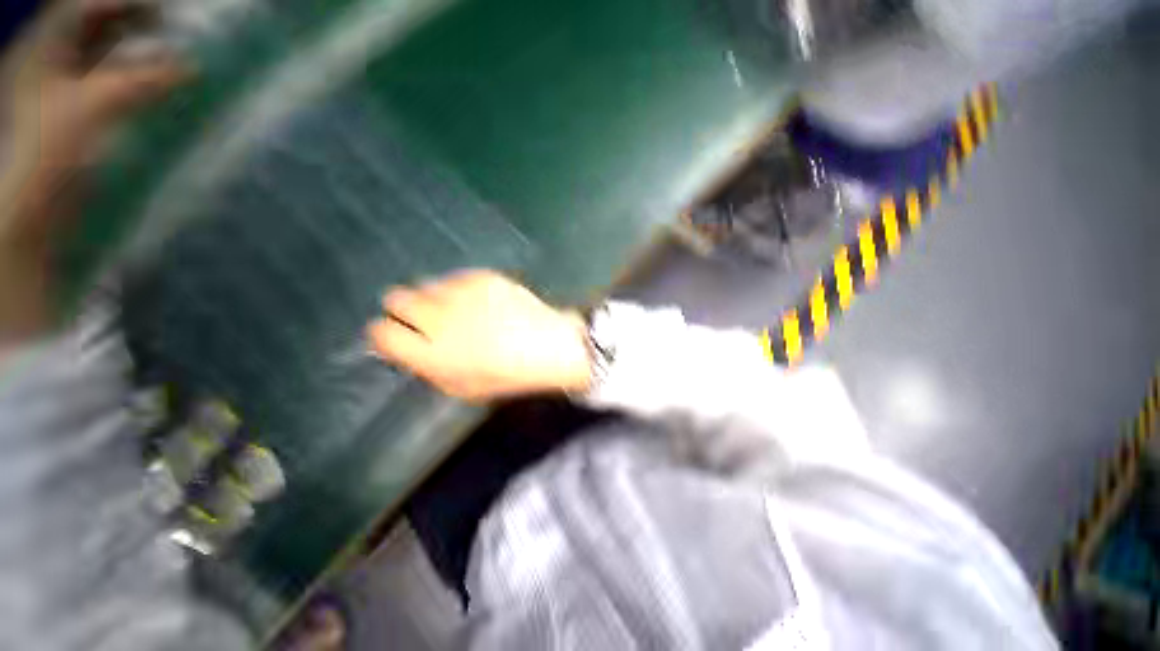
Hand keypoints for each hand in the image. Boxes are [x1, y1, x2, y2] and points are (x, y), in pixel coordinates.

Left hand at [0, 0, 186, 342]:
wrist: (32, 212)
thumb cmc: (50, 156)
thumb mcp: (93, 108)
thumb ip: (141, 80)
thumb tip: (190, 67)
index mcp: (44, 50)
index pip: (86, 6)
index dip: (127, 1)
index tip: (170, 10)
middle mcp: (51, 62)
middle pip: (96, 25)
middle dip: (136, 20)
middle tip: (177, 27)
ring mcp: (63, 90)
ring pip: (105, 53)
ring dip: (138, 48)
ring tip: (174, 51)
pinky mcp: (79, 117)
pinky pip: (111, 83)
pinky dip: (136, 78)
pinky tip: (158, 83)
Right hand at [367, 270, 592, 402]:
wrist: (549, 346)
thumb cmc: (508, 374)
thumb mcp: (462, 387)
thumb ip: (427, 367)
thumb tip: (404, 347)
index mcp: (431, 353)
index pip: (381, 332)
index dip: (385, 333)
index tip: (397, 336)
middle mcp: (439, 317)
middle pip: (395, 298)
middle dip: (405, 310)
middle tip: (427, 320)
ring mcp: (462, 292)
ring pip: (425, 284)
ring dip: (434, 298)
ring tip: (460, 310)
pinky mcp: (482, 276)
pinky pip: (455, 277)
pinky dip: (460, 289)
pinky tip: (481, 301)